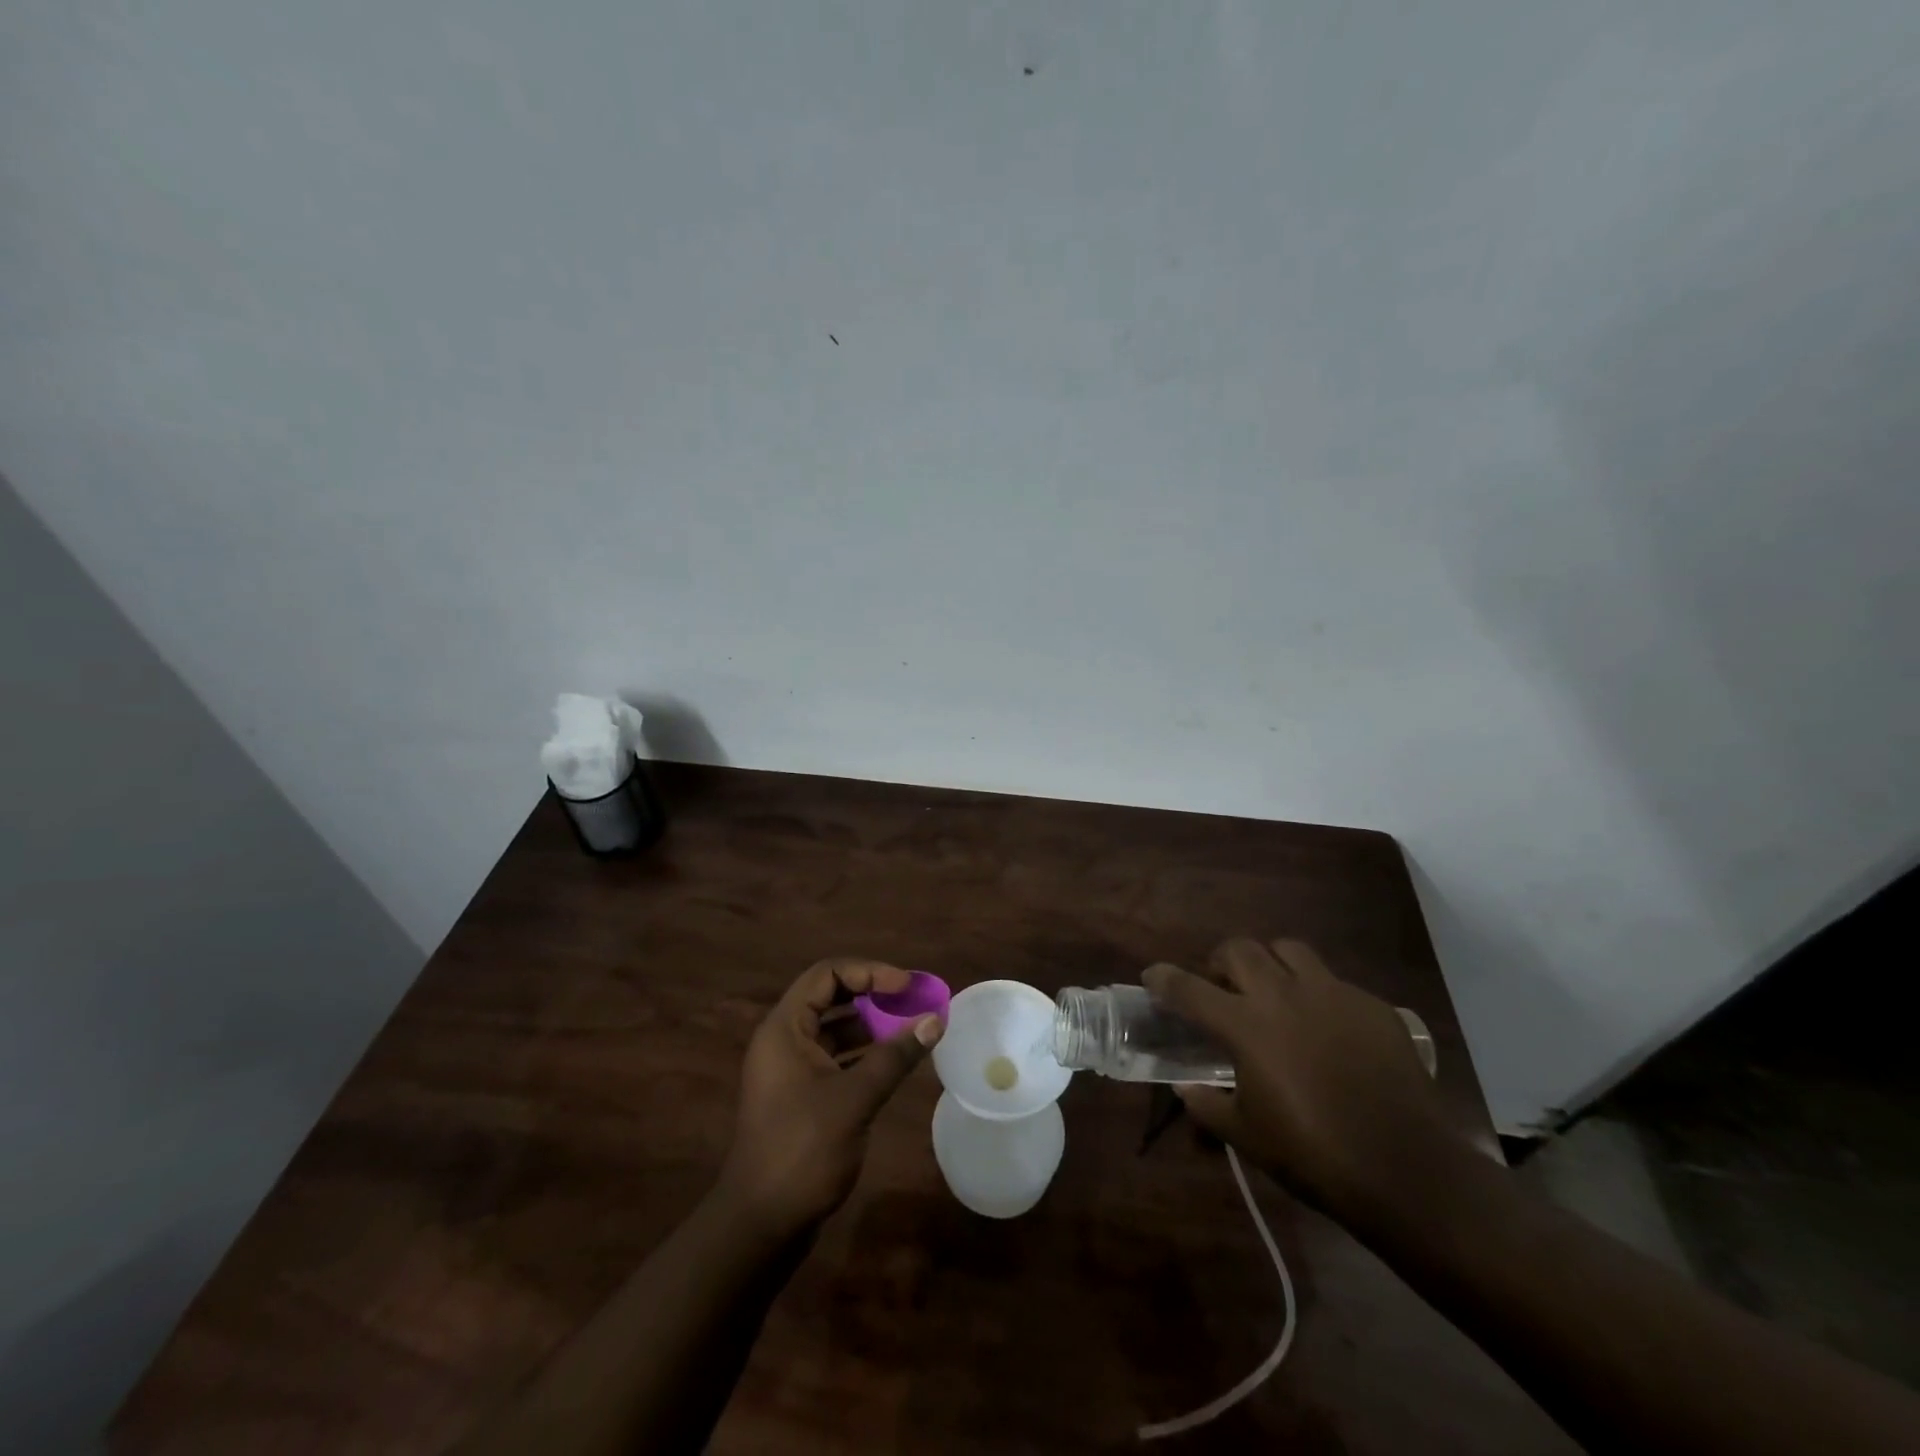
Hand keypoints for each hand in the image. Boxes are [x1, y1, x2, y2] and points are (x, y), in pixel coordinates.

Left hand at [716, 958, 942, 1240]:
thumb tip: (935, 1018)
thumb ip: (895, 1055)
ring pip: (835, 1029)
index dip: (869, 971)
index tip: (906, 986)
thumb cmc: (802, 1150)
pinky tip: (895, 1063)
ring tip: (911, 1028)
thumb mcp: (855, 1099)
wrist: (760, 1225)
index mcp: (784, 1028)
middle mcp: (783, 1040)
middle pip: (831, 996)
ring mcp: (790, 1069)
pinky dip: (864, 1054)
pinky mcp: (801, 1096)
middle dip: (873, 994)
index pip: (827, 974)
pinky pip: (836, 1058)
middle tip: (912, 1000)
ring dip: (872, 1025)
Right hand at [1144, 939, 1457, 1224]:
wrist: (1408, 1171)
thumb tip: (1185, 1089)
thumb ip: (1207, 1106)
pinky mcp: (1371, 1005)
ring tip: (1272, 989)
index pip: (1189, 989)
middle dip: (1221, 961)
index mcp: (1247, 1026)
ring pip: (1288, 949)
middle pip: (1239, 949)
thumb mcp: (1247, 1137)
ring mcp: (1332, 994)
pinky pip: (1333, 981)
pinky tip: (1325, 1026)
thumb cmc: (1315, 1156)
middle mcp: (1284, 996)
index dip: (1164, 979)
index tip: (1152, 976)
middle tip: (1222, 986)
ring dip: (1270, 962)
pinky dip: (1316, 992)